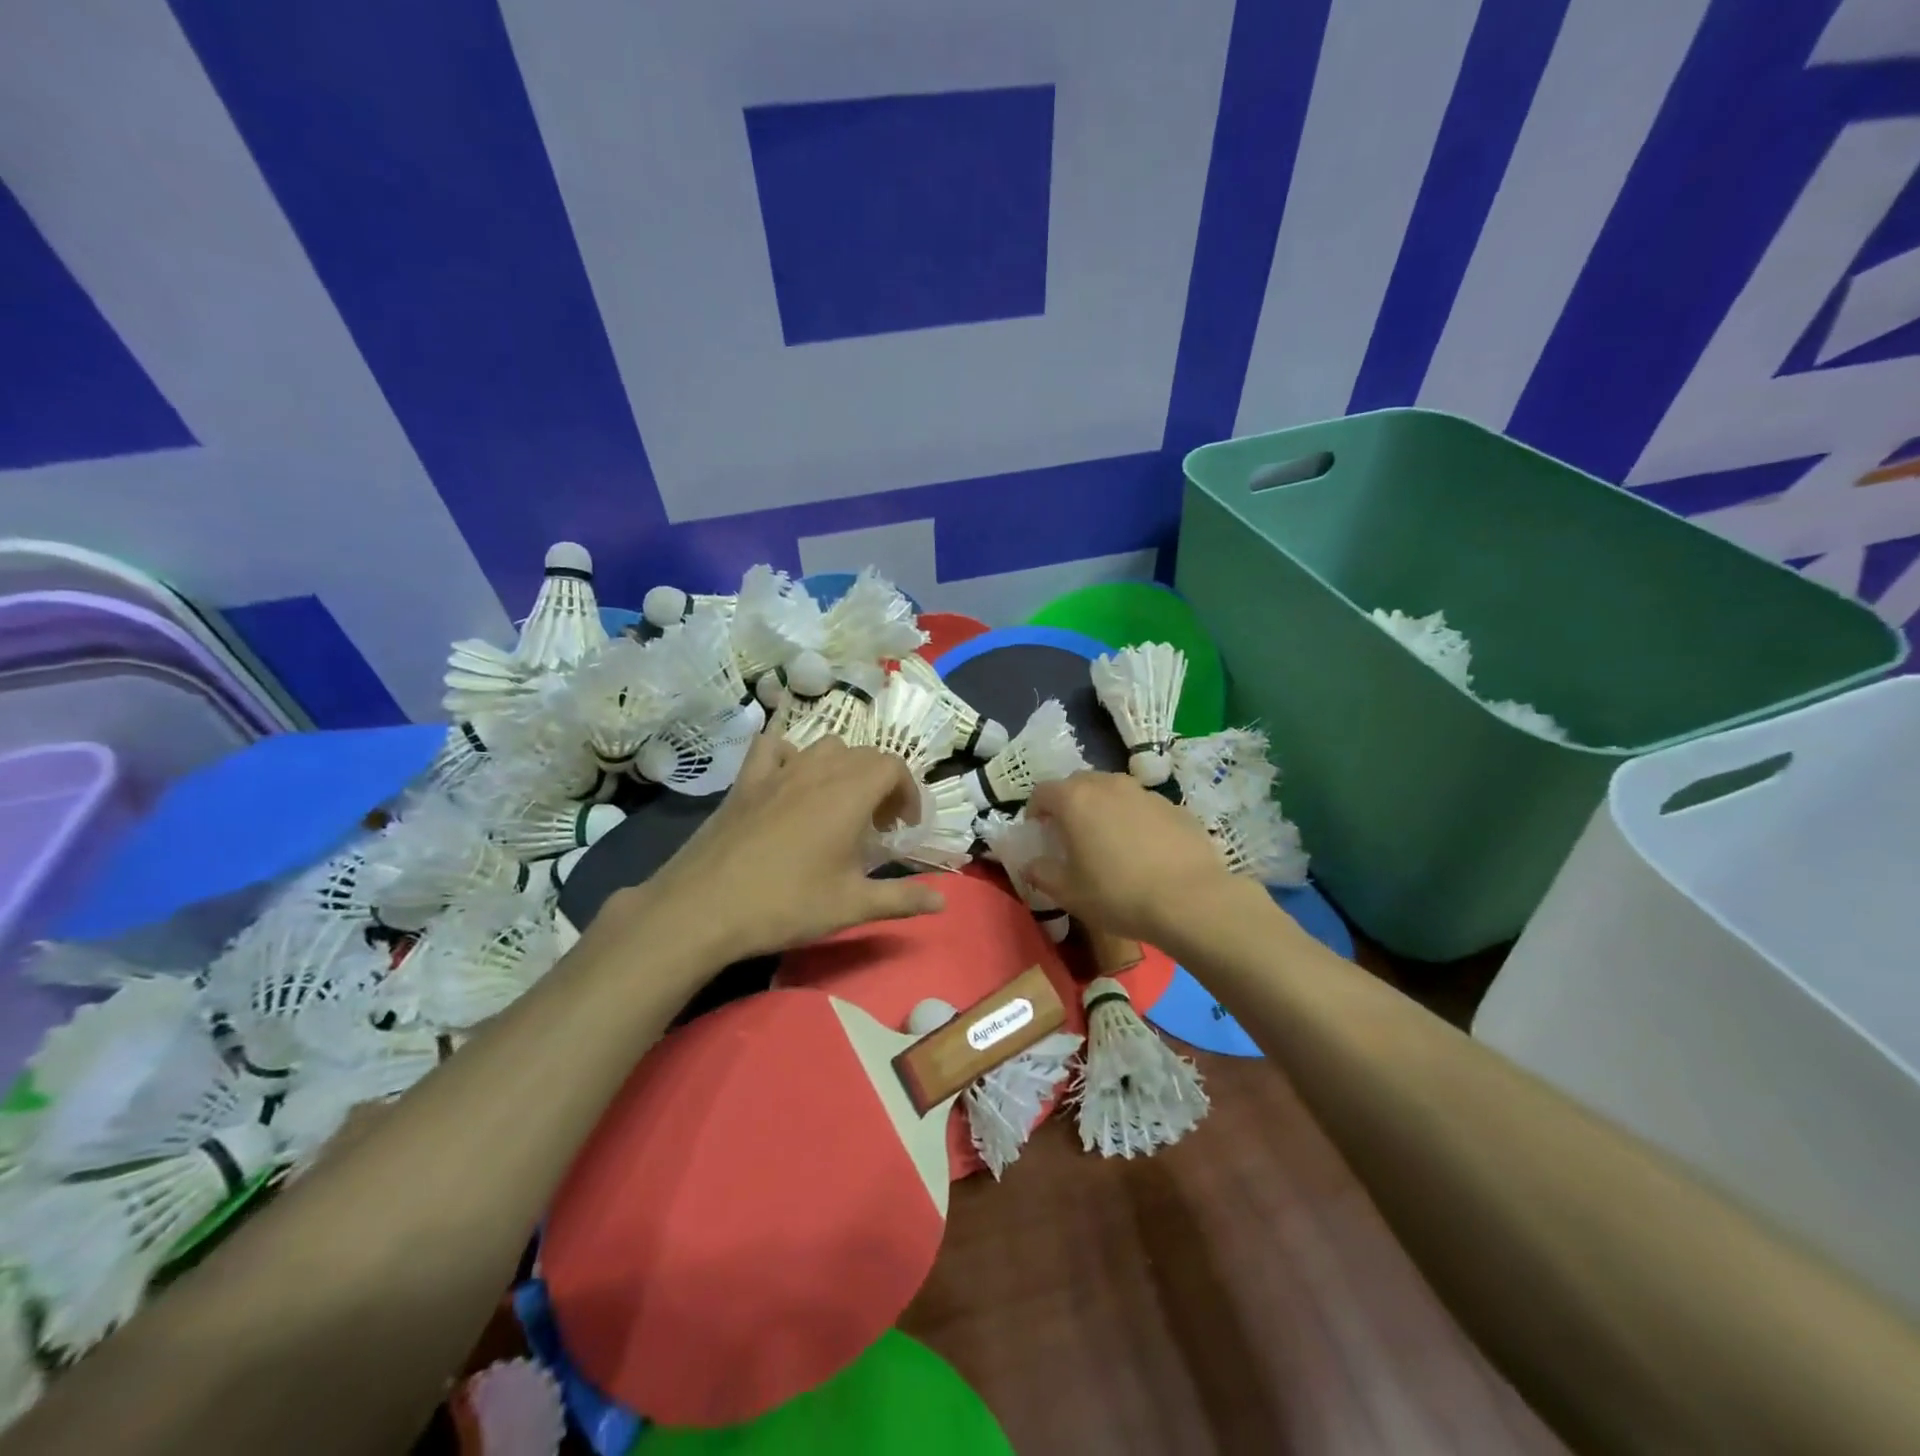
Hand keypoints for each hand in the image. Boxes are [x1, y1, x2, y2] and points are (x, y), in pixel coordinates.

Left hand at [610, 731, 944, 963]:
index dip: (908, 792)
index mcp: (849, 794)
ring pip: (824, 747)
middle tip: (879, 823)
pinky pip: (772, 747)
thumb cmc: (786, 905)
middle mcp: (817, 771)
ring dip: (843, 767)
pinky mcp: (745, 781)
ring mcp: (778, 771)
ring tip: (841, 803)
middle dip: (882, 782)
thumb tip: (943, 901)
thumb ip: (902, 898)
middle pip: (864, 754)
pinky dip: (789, 755)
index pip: (894, 766)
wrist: (704, 908)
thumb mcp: (852, 906)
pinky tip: (789, 781)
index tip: (904, 827)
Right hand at [1024, 772, 1249, 947]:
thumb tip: (1030, 865)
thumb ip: (1042, 874)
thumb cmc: (1118, 894)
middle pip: (1078, 783)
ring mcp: (1144, 792)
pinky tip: (1143, 849)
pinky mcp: (1173, 806)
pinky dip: (1133, 818)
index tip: (1039, 831)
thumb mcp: (1069, 893)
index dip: (1035, 810)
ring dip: (1103, 807)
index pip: (1043, 791)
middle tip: (1070, 834)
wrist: (1190, 900)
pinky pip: (1142, 805)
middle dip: (1068, 803)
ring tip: (1108, 839)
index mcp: (1075, 800)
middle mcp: (1108, 785)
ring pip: (1113, 790)